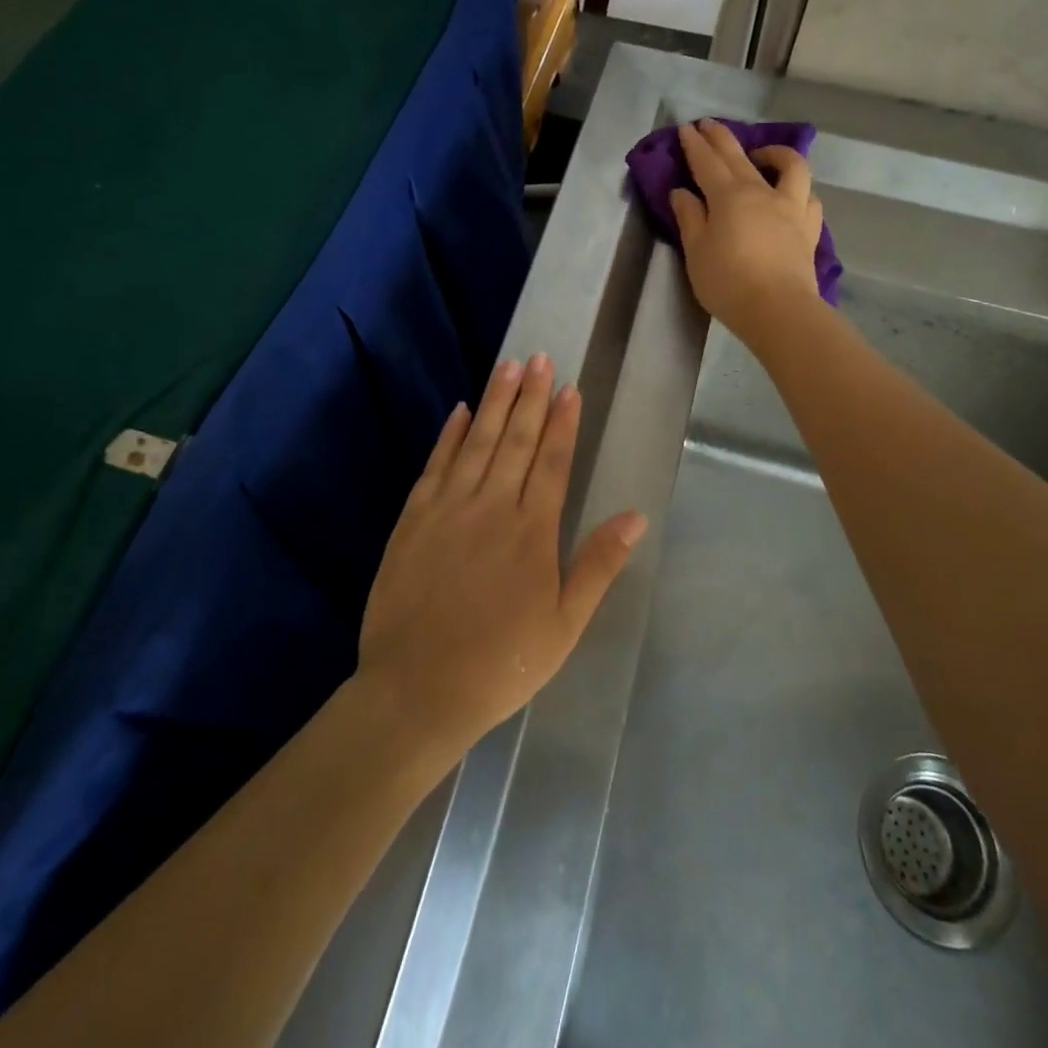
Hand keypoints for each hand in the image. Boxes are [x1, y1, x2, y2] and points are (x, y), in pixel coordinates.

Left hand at [357, 354, 645, 758]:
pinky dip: (447, 435)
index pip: (553, 462)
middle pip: (515, 440)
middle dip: (531, 397)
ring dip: (494, 402)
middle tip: (540, 358)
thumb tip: (635, 516)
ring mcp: (448, 509)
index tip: (570, 389)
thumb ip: (598, 564)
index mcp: (532, 531)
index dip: (563, 423)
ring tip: (508, 367)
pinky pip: (434, 465)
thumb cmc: (501, 662)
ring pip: (476, 442)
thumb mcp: (564, 624)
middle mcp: (491, 507)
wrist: (418, 689)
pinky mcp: (412, 520)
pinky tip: (458, 411)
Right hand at [670, 119, 824, 341]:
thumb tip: (682, 192)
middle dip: (722, 138)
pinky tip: (791, 195)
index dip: (694, 145)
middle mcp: (762, 192)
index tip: (686, 128)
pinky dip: (799, 190)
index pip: (707, 163)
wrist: (777, 309)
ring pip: (790, 167)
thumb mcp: (696, 251)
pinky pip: (809, 198)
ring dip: (775, 153)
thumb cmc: (727, 282)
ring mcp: (791, 208)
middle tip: (709, 124)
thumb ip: (689, 218)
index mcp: (729, 197)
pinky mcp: (809, 229)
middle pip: (740, 157)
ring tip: (762, 155)